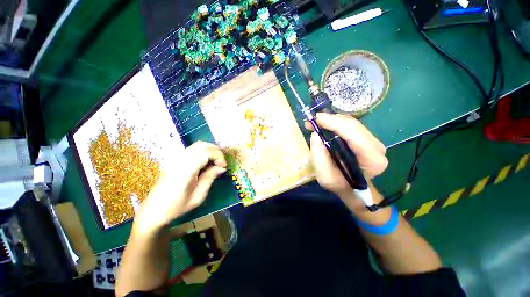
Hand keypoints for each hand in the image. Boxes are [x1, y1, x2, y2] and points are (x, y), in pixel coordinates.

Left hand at [135, 141, 226, 232]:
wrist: (153, 211)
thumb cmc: (177, 207)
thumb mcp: (198, 197)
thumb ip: (210, 178)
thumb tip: (222, 167)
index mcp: (185, 171)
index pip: (206, 153)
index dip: (218, 157)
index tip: (223, 166)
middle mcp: (179, 160)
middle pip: (202, 145)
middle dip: (216, 151)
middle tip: (221, 163)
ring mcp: (175, 158)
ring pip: (197, 144)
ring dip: (210, 150)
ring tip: (215, 161)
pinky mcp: (174, 159)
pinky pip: (192, 148)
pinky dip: (203, 151)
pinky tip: (206, 161)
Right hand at [306, 113, 387, 198]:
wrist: (353, 188)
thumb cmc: (339, 185)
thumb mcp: (325, 177)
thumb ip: (319, 157)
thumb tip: (316, 135)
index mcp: (371, 159)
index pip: (354, 133)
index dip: (334, 123)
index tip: (316, 119)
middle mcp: (377, 148)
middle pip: (353, 125)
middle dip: (331, 119)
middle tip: (312, 120)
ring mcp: (373, 141)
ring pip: (351, 123)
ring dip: (332, 120)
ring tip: (315, 123)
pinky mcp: (366, 138)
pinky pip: (350, 126)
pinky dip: (335, 124)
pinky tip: (324, 125)